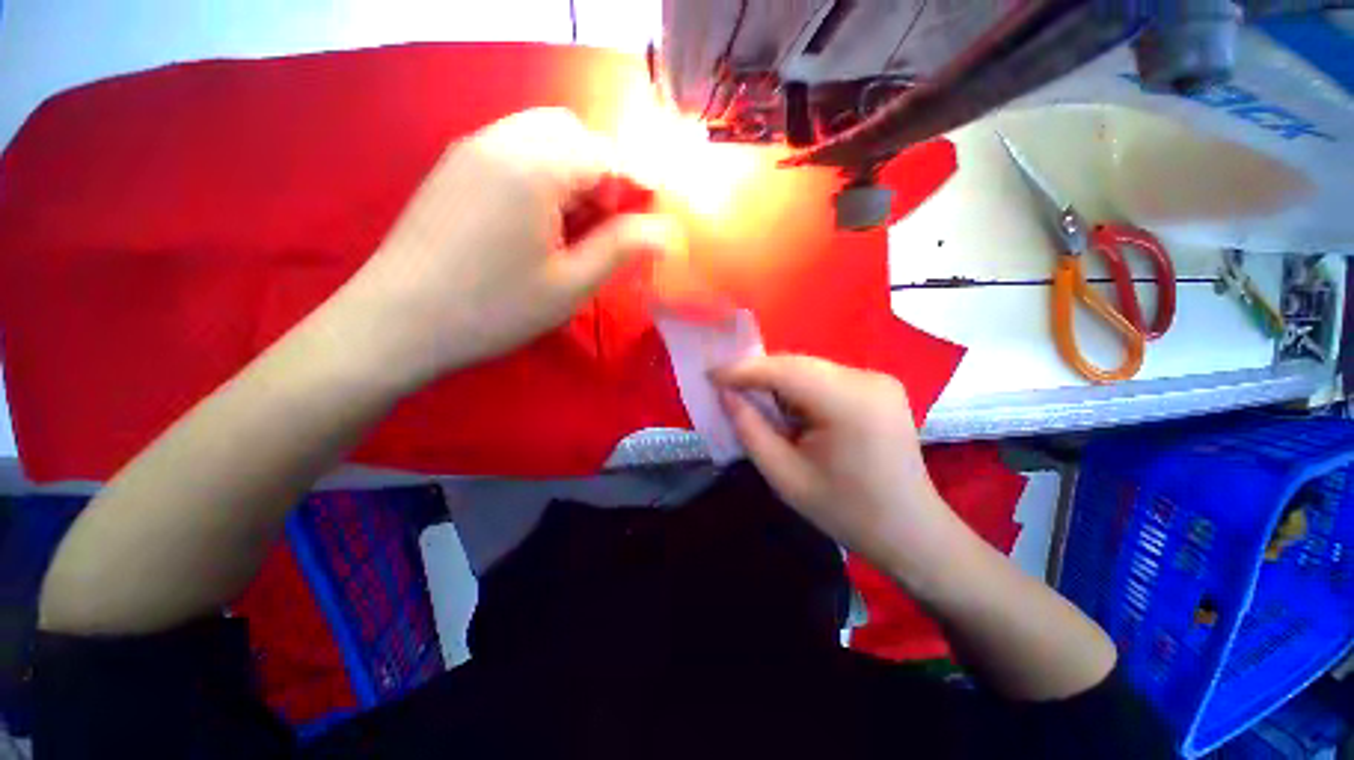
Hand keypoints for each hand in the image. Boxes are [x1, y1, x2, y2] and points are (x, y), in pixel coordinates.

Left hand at [339, 108, 683, 389]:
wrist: (398, 321)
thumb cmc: (495, 308)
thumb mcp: (571, 285)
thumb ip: (621, 249)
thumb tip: (665, 231)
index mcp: (535, 167)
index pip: (605, 153)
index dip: (637, 179)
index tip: (656, 209)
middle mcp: (501, 139)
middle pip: (572, 131)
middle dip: (604, 168)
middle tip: (611, 219)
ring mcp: (471, 149)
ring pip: (541, 136)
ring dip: (573, 169)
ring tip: (578, 223)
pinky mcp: (453, 167)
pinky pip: (512, 149)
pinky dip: (542, 172)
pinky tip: (540, 217)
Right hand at [714, 355, 964, 578]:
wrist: (911, 531)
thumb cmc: (845, 512)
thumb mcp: (784, 476)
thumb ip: (750, 429)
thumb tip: (726, 393)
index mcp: (848, 403)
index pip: (783, 370)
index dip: (742, 369)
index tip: (709, 373)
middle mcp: (867, 379)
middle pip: (797, 364)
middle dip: (758, 374)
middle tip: (726, 387)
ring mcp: (878, 379)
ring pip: (810, 368)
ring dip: (777, 381)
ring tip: (752, 398)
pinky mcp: (880, 386)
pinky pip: (825, 377)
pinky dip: (799, 387)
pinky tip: (788, 408)